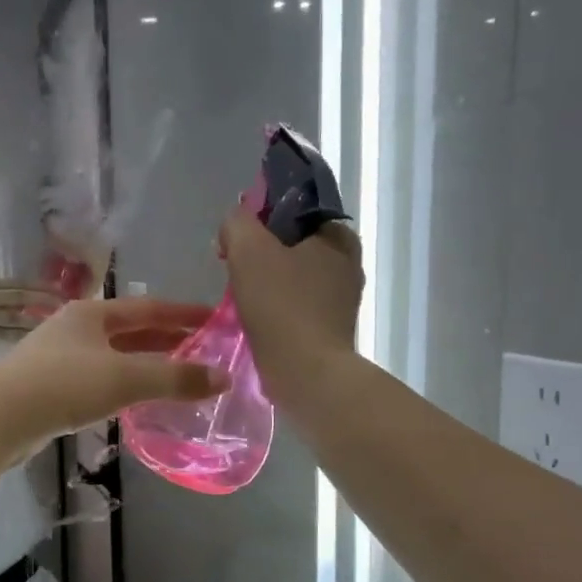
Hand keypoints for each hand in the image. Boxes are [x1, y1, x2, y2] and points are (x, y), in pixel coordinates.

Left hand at [0, 297, 226, 459]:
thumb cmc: (64, 385)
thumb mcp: (126, 378)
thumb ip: (175, 378)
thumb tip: (224, 378)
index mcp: (92, 313)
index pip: (149, 308)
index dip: (184, 314)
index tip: (215, 320)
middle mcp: (76, 328)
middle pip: (131, 329)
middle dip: (168, 338)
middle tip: (204, 349)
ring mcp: (61, 357)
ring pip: (115, 355)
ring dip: (147, 362)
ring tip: (179, 374)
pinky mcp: (51, 387)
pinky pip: (100, 378)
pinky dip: (125, 383)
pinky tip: (137, 398)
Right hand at [220, 210, 362, 401]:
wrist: (306, 373)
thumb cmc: (281, 306)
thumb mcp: (249, 249)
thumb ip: (238, 223)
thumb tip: (236, 222)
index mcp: (338, 235)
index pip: (294, 208)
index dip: (260, 217)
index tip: (236, 238)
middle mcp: (348, 263)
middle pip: (292, 244)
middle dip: (261, 252)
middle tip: (233, 269)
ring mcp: (342, 299)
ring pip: (293, 276)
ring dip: (266, 282)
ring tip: (241, 297)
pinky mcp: (331, 328)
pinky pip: (296, 305)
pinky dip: (275, 308)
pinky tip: (256, 319)